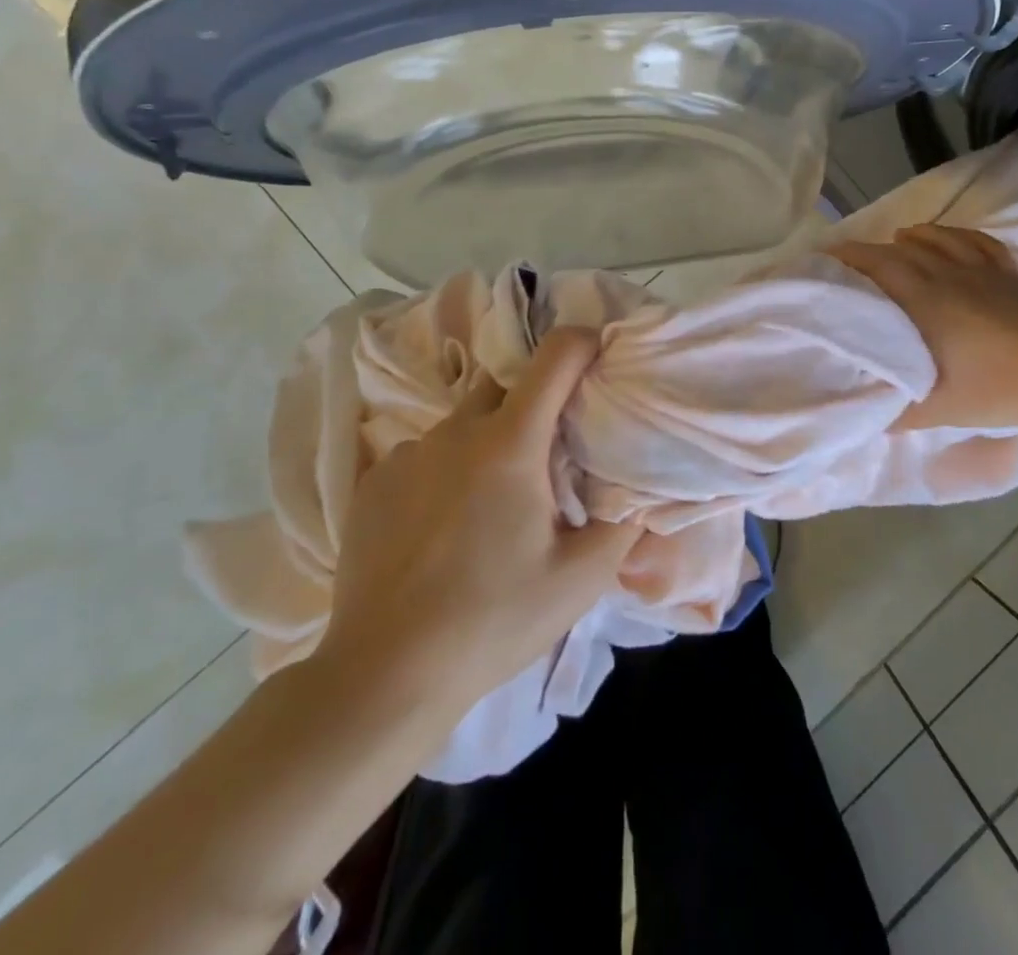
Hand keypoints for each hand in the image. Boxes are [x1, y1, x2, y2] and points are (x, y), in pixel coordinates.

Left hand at [314, 327, 640, 727]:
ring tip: (495, 501)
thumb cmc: (494, 620)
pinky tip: (445, 525)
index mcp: (511, 443)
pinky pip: (424, 453)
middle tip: (551, 455)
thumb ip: (625, 526)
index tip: (601, 356)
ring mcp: (407, 453)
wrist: (386, 675)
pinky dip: (446, 469)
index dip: (584, 342)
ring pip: (463, 422)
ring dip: (489, 441)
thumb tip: (645, 494)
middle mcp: (456, 431)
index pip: (555, 356)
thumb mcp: (580, 579)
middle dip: (536, 402)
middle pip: (507, 385)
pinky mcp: (373, 481)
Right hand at [828, 224, 1017, 431]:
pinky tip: (948, 239)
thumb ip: (900, 412)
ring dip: (911, 238)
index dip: (847, 256)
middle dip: (870, 250)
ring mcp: (983, 270)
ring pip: (938, 239)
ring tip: (896, 242)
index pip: (877, 264)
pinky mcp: (1011, 274)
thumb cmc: (1001, 389)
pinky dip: (954, 235)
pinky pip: (976, 242)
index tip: (823, 257)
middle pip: (901, 250)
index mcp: (925, 300)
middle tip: (849, 260)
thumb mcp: (942, 409)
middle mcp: (948, 274)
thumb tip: (869, 418)